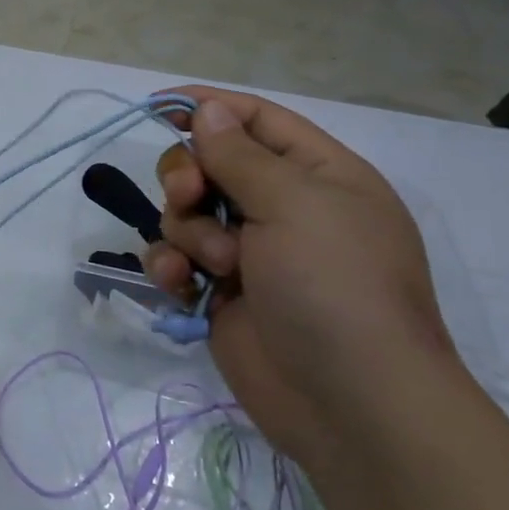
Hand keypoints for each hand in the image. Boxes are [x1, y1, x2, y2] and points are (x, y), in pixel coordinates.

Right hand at [144, 88, 454, 465]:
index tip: (159, 105)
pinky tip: (179, 283)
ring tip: (217, 265)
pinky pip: (175, 258)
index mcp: (318, 175)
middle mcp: (282, 208)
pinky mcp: (218, 292)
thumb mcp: (294, 204)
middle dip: (187, 175)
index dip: (209, 108)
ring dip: (188, 231)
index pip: (256, 120)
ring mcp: (248, 252)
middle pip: (208, 164)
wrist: (350, 403)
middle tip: (189, 196)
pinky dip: (170, 265)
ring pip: (184, 212)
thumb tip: (208, 109)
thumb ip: (240, 154)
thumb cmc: (335, 285)